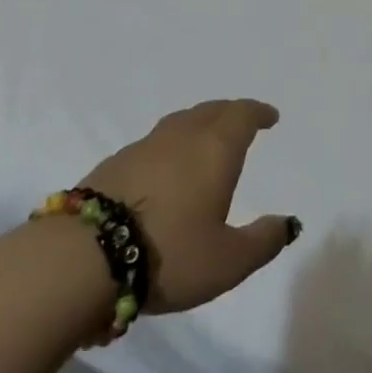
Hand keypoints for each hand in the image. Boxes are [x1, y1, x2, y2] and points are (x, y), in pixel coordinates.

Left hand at [80, 99, 300, 314]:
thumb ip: (262, 241)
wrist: (84, 256)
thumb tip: (287, 223)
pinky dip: (171, 145)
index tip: (269, 117)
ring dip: (199, 125)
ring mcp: (144, 146)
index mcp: (215, 148)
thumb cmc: (170, 253)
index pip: (242, 115)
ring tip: (205, 142)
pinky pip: (155, 142)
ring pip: (180, 122)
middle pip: (211, 111)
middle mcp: (182, 136)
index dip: (258, 113)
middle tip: (242, 123)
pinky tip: (166, 168)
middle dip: (231, 113)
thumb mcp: (228, 261)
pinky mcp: (115, 162)